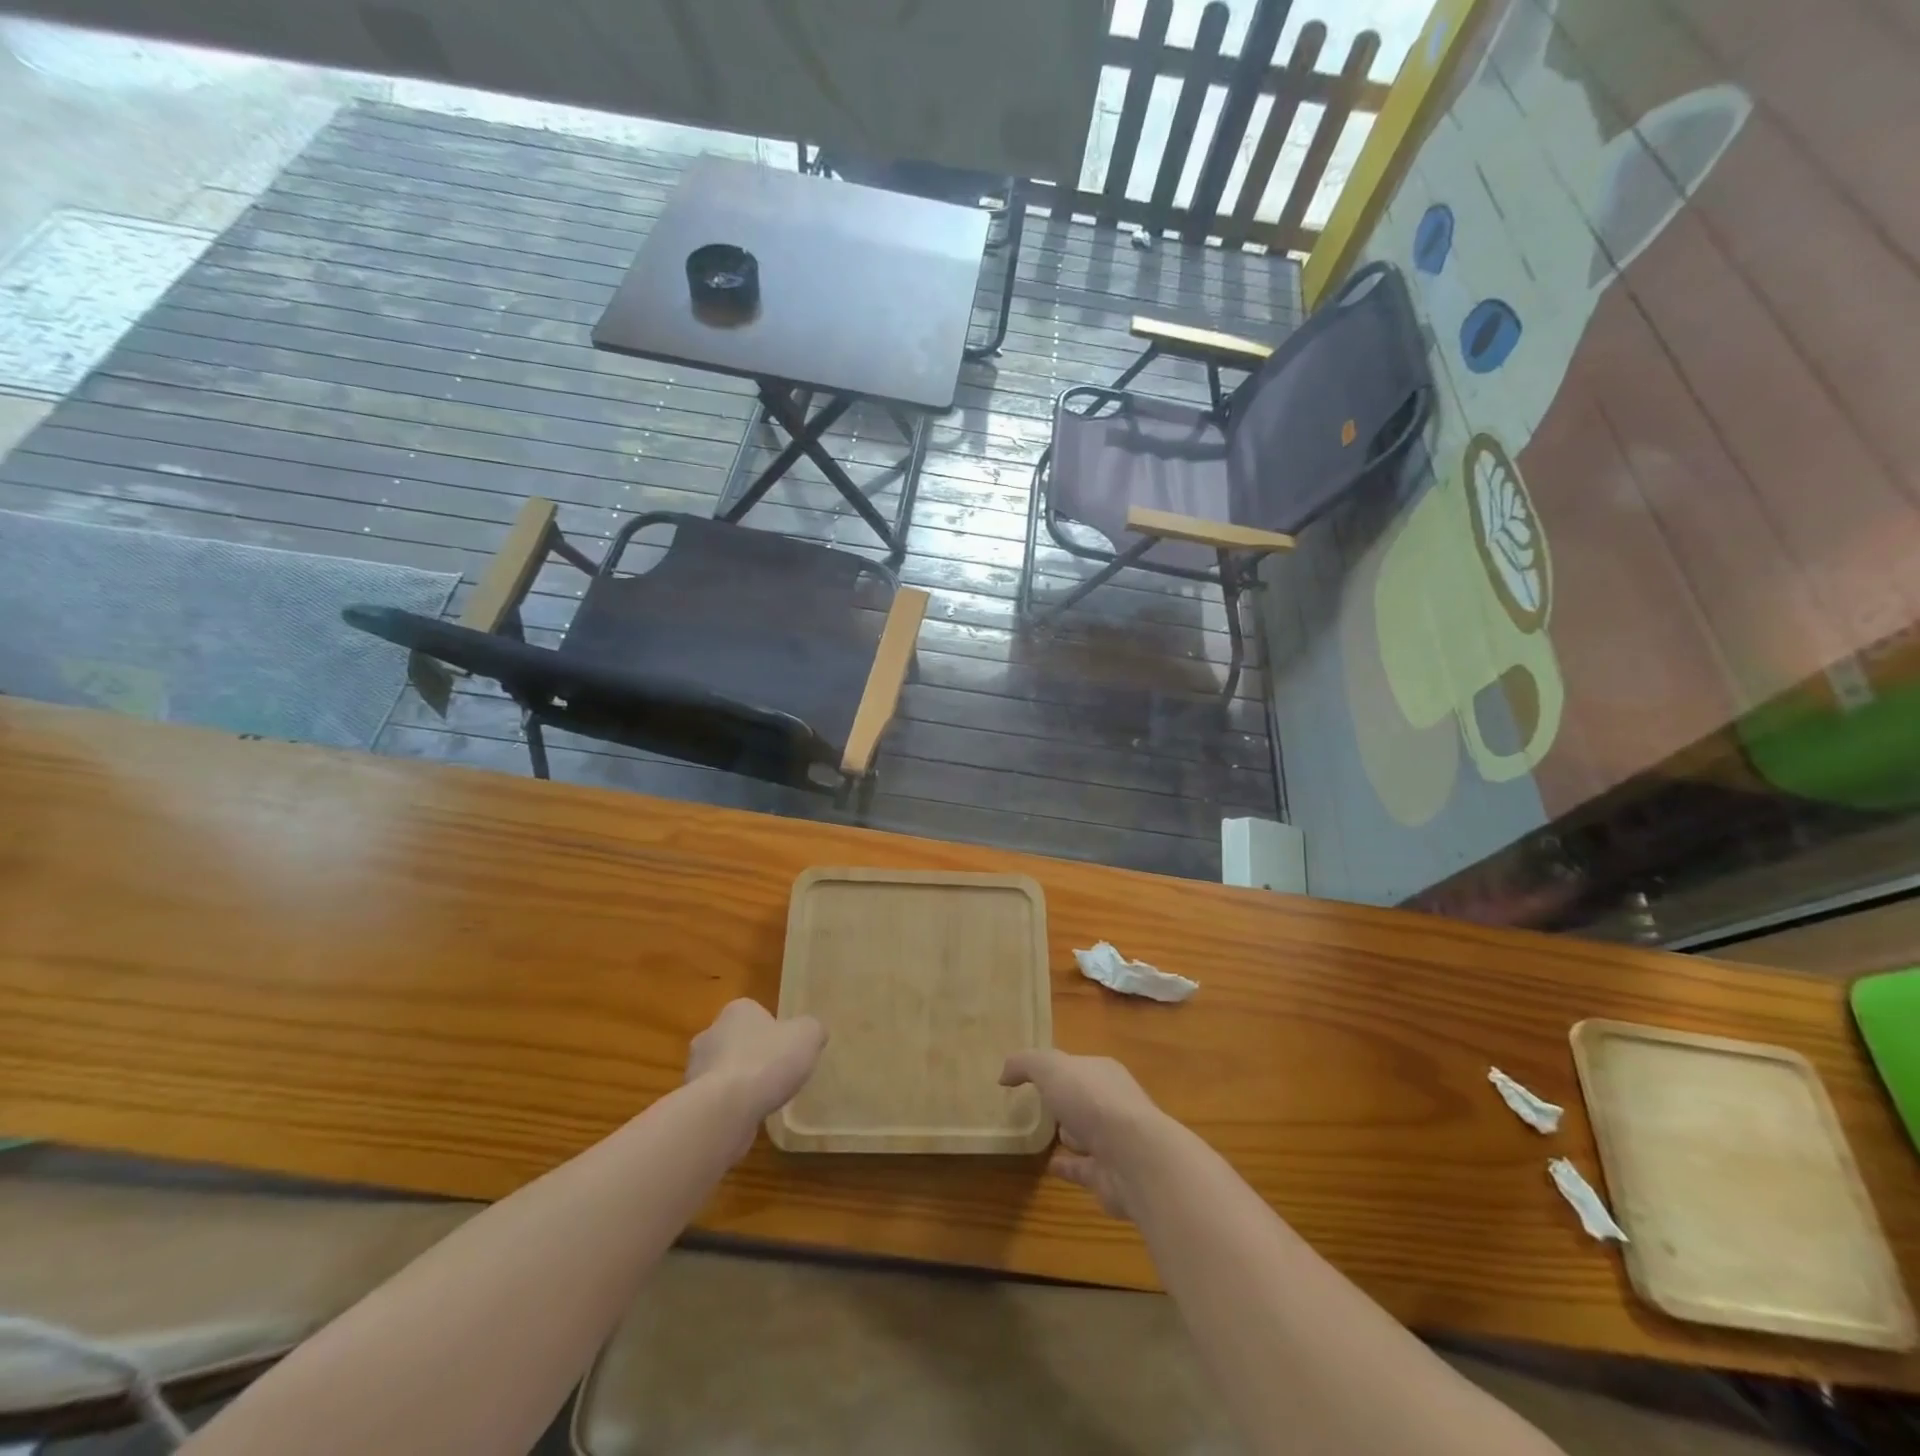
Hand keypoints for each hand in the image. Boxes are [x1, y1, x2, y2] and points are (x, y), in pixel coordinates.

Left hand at [685, 999, 826, 1152]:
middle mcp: (710, 1034)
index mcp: (736, 1011)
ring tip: (764, 1100)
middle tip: (776, 1074)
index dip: (772, 1030)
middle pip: (736, 1041)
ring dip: (739, 1084)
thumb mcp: (808, 1036)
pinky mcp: (691, 1102)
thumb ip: (812, 1030)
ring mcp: (695, 1070)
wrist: (726, 1109)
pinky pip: (716, 1100)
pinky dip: (730, 1107)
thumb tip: (813, 1034)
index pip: (754, 1013)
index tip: (785, 1049)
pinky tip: (748, 1117)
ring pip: (724, 1072)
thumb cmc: (768, 1061)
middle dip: (752, 1056)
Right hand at [1000, 1050, 1165, 1218]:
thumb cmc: (1092, 1101)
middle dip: (1065, 1100)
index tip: (1032, 1076)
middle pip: (1083, 1099)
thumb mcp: (1051, 1068)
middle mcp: (1112, 1105)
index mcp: (1103, 1073)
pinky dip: (1066, 1167)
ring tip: (1040, 1135)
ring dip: (1068, 1134)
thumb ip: (1026, 1064)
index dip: (1056, 1069)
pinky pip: (1081, 1168)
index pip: (1077, 1067)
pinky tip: (1047, 1166)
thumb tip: (1004, 1075)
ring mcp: (1114, 1142)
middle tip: (1036, 1104)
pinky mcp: (1109, 1177)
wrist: (1134, 1158)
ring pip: (1085, 1134)